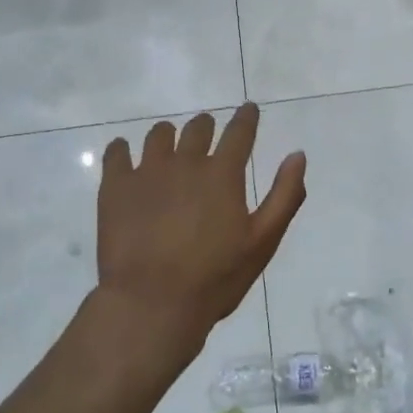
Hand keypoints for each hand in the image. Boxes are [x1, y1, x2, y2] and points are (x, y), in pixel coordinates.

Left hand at [95, 105, 306, 369]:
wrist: (153, 303)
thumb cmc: (215, 278)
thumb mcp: (263, 242)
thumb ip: (284, 195)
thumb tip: (298, 155)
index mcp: (223, 174)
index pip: (239, 132)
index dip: (246, 117)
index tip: (248, 109)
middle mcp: (185, 163)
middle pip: (197, 128)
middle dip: (206, 126)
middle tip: (207, 132)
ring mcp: (147, 172)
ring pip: (158, 135)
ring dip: (169, 135)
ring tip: (169, 144)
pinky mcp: (115, 188)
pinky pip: (116, 153)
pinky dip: (122, 149)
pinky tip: (124, 154)